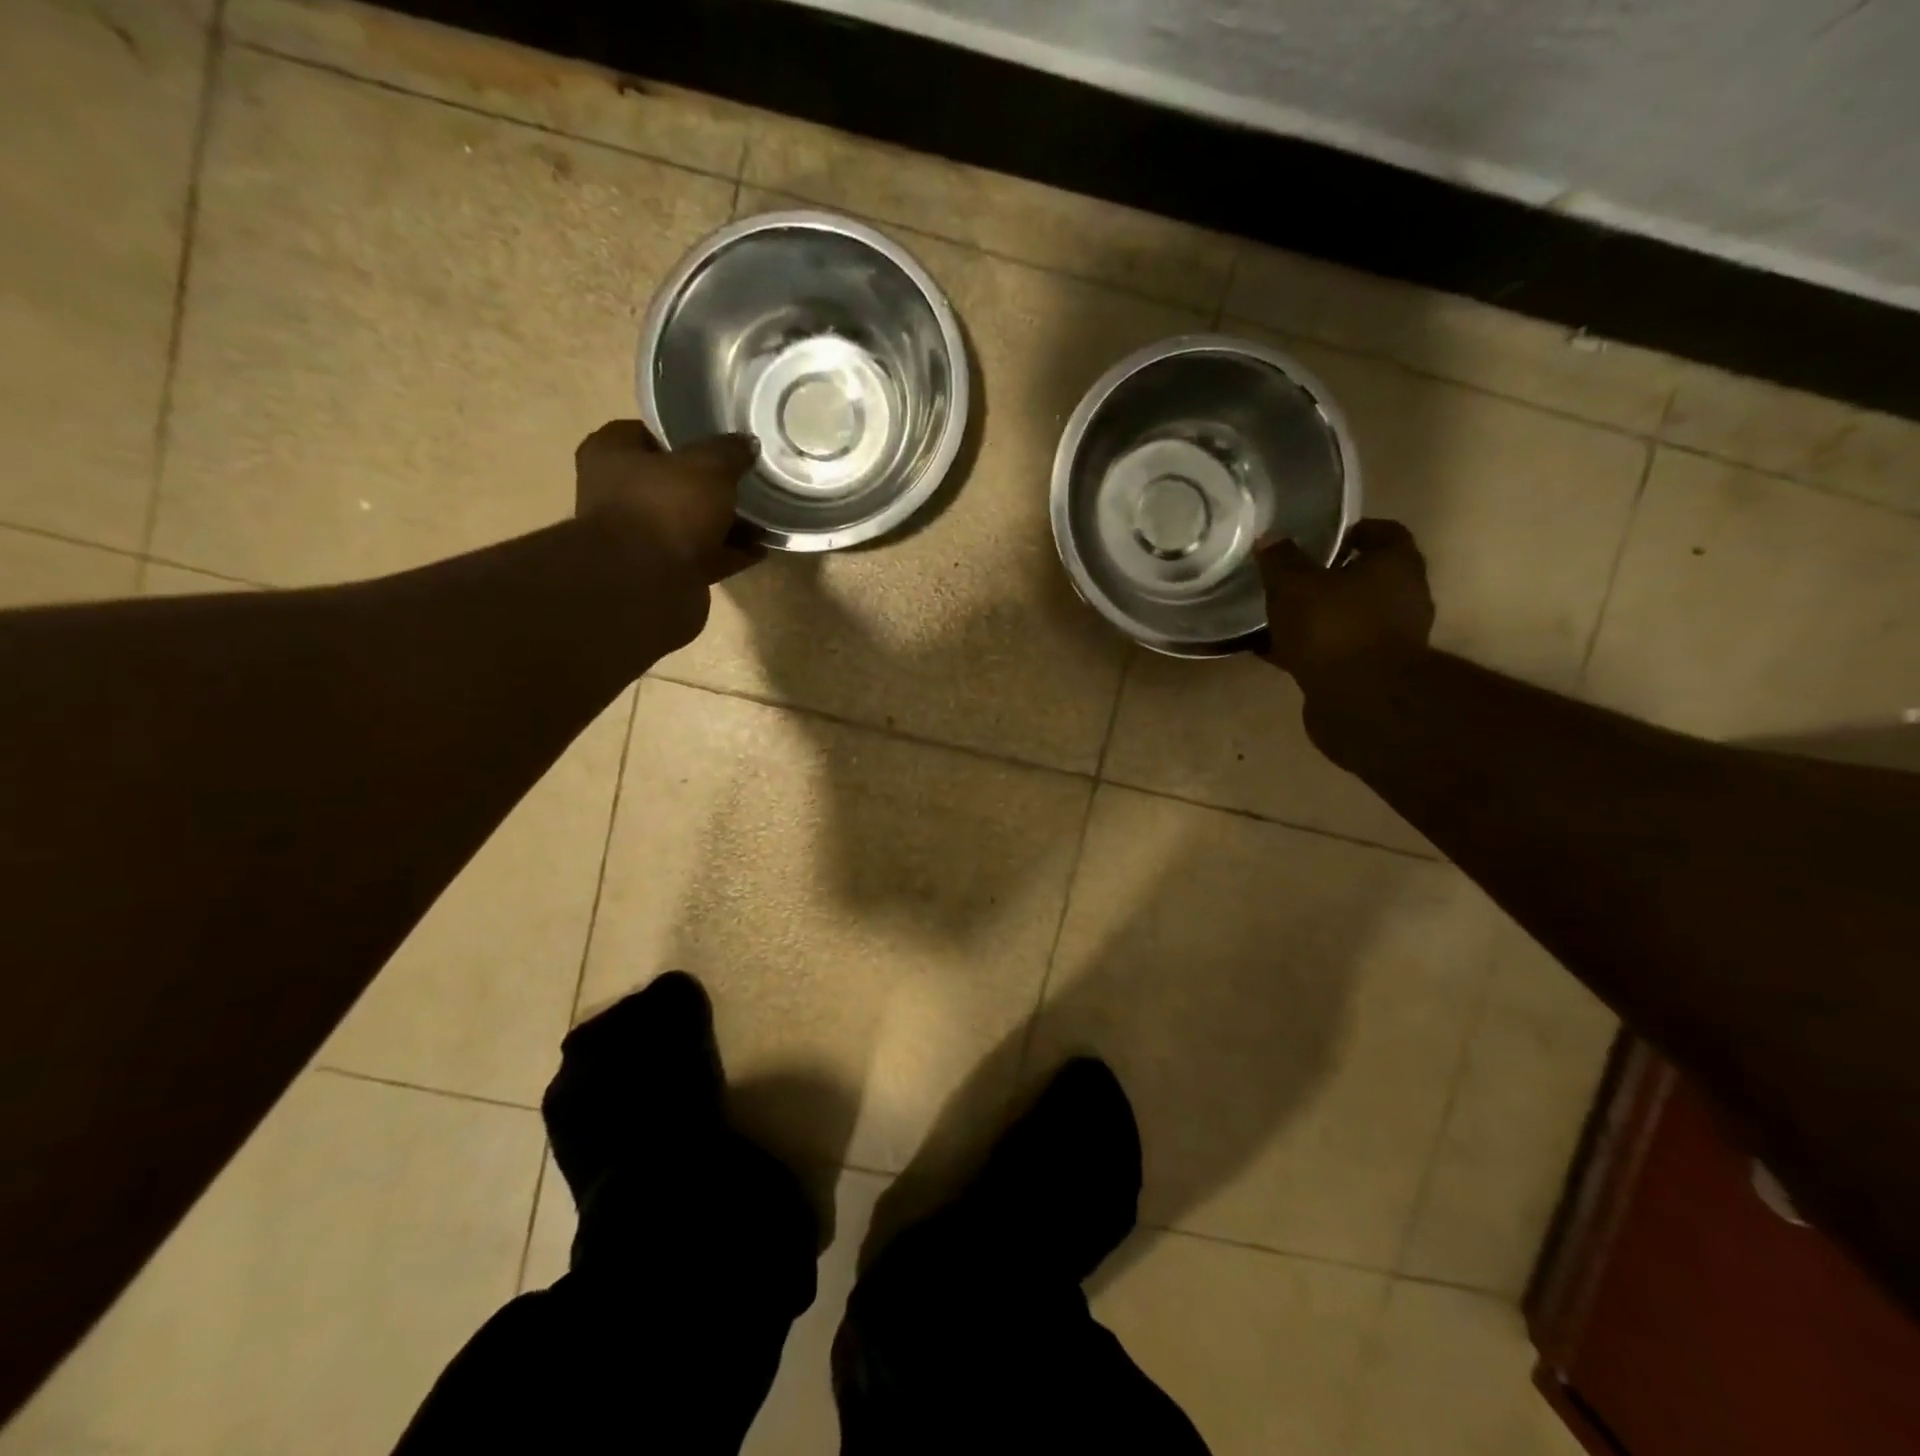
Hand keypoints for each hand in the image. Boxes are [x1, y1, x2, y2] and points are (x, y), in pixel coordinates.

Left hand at [574, 420, 762, 584]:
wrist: (647, 586)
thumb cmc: (667, 508)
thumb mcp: (708, 466)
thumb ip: (729, 452)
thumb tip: (747, 443)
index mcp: (612, 456)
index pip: (645, 433)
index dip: (682, 436)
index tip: (717, 442)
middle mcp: (619, 495)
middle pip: (672, 482)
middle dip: (711, 485)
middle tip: (747, 480)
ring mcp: (641, 538)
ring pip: (690, 522)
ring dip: (725, 523)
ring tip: (763, 518)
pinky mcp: (664, 572)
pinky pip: (703, 556)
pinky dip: (729, 553)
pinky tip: (759, 550)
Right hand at [1256, 519, 1433, 688]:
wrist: (1361, 700)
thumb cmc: (1333, 628)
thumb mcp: (1294, 586)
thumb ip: (1281, 560)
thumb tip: (1271, 538)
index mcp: (1395, 563)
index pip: (1382, 532)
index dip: (1351, 532)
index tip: (1320, 539)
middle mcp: (1405, 595)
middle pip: (1368, 576)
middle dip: (1333, 576)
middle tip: (1295, 577)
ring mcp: (1393, 636)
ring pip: (1351, 614)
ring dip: (1322, 614)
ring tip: (1282, 616)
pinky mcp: (1374, 669)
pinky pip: (1339, 648)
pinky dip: (1314, 646)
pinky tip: (1280, 650)